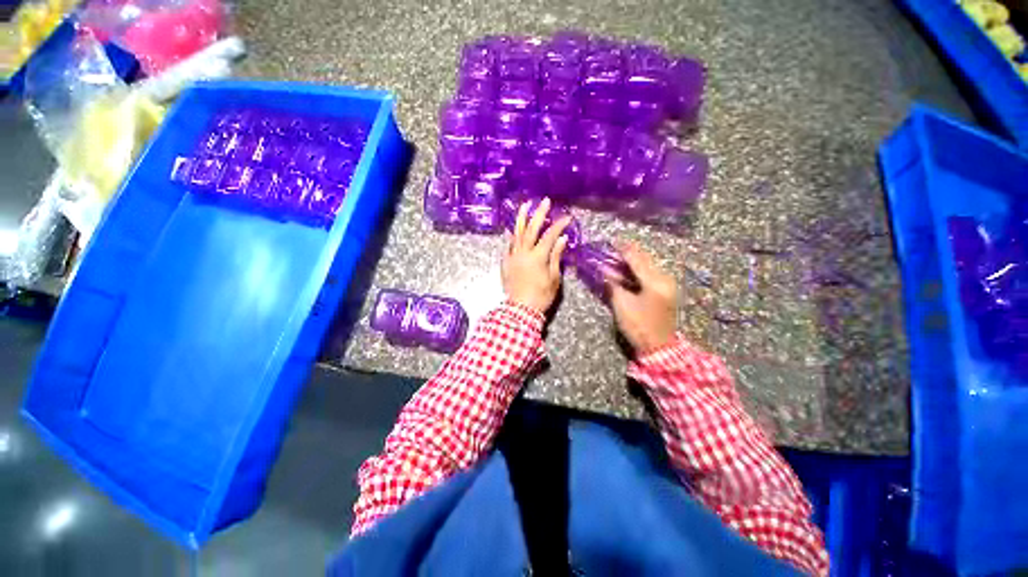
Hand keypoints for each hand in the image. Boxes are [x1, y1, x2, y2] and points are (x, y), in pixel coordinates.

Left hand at [502, 198, 570, 313]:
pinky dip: (512, 235)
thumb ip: (556, 257)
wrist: (520, 310)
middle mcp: (523, 253)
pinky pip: (508, 244)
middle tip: (545, 201)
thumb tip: (562, 239)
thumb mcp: (554, 278)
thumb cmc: (541, 296)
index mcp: (538, 257)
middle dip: (539, 214)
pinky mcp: (505, 262)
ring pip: (517, 233)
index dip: (559, 225)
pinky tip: (513, 228)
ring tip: (525, 205)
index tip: (567, 217)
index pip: (550, 236)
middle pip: (531, 229)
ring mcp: (512, 257)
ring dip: (521, 218)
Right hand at [607, 242, 678, 353]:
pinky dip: (639, 270)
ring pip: (648, 266)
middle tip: (613, 249)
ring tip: (617, 259)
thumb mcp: (622, 305)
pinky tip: (628, 271)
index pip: (636, 259)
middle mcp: (665, 279)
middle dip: (628, 254)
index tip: (612, 240)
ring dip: (633, 262)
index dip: (623, 249)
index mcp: (654, 282)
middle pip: (644, 260)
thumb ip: (613, 284)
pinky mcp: (667, 290)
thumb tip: (603, 269)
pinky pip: (651, 274)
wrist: (659, 347)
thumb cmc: (639, 326)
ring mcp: (668, 284)